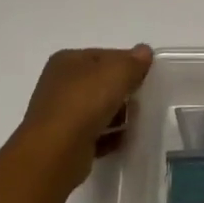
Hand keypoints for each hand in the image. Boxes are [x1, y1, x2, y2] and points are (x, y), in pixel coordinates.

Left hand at [18, 45, 153, 185]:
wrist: (56, 151)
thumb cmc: (85, 102)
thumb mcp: (117, 73)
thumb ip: (134, 62)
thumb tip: (144, 51)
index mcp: (67, 61)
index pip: (104, 56)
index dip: (127, 63)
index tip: (147, 76)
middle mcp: (59, 84)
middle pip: (101, 83)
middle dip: (123, 91)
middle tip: (143, 100)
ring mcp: (61, 113)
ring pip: (98, 109)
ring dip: (118, 115)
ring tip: (135, 121)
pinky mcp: (65, 141)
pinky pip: (94, 133)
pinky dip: (109, 136)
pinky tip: (123, 140)